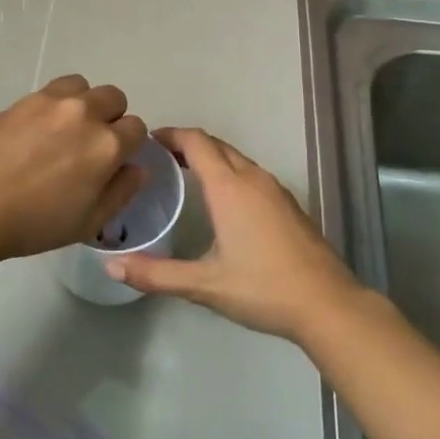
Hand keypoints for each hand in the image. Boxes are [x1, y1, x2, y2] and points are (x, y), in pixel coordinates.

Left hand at [0, 75, 147, 262]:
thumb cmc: (33, 223)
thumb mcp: (88, 222)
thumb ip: (121, 192)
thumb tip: (138, 168)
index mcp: (107, 146)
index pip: (137, 129)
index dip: (129, 145)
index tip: (112, 161)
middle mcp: (86, 114)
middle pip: (115, 98)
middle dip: (111, 118)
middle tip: (90, 144)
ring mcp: (54, 101)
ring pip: (85, 87)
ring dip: (85, 103)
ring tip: (66, 128)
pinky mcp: (26, 98)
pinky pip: (56, 88)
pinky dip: (59, 100)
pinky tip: (40, 126)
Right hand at [104, 127, 364, 341]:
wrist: (327, 304)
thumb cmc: (263, 288)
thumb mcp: (204, 285)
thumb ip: (156, 275)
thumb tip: (111, 267)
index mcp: (229, 187)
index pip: (196, 142)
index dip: (170, 135)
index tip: (147, 142)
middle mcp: (252, 178)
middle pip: (216, 145)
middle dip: (186, 144)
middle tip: (158, 159)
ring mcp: (275, 189)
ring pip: (236, 158)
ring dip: (209, 158)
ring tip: (183, 175)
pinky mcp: (288, 204)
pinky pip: (251, 173)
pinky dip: (229, 173)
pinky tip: (221, 202)